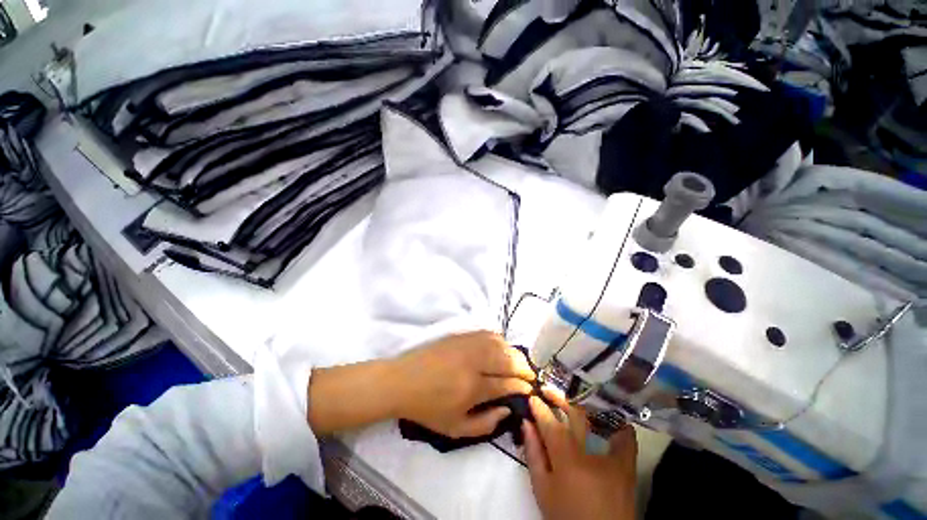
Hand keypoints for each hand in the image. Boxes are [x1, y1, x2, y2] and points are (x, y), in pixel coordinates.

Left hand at [390, 331, 535, 437]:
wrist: (402, 381)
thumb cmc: (427, 408)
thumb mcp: (455, 429)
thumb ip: (486, 424)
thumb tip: (508, 410)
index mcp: (472, 388)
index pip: (507, 383)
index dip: (522, 386)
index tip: (530, 389)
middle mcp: (473, 362)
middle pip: (508, 359)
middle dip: (524, 368)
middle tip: (529, 375)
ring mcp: (466, 345)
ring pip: (500, 343)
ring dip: (513, 353)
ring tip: (518, 362)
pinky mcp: (460, 335)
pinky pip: (487, 333)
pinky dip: (499, 340)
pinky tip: (501, 347)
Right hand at [523, 390, 636, 519]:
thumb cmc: (567, 515)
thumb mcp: (542, 489)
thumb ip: (533, 453)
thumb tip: (526, 423)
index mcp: (566, 456)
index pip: (549, 422)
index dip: (538, 407)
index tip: (532, 397)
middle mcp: (590, 449)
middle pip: (574, 412)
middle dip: (559, 397)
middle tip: (547, 391)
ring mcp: (612, 454)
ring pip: (597, 417)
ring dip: (581, 404)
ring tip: (570, 399)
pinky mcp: (628, 462)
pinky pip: (625, 434)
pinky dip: (615, 421)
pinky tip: (604, 415)